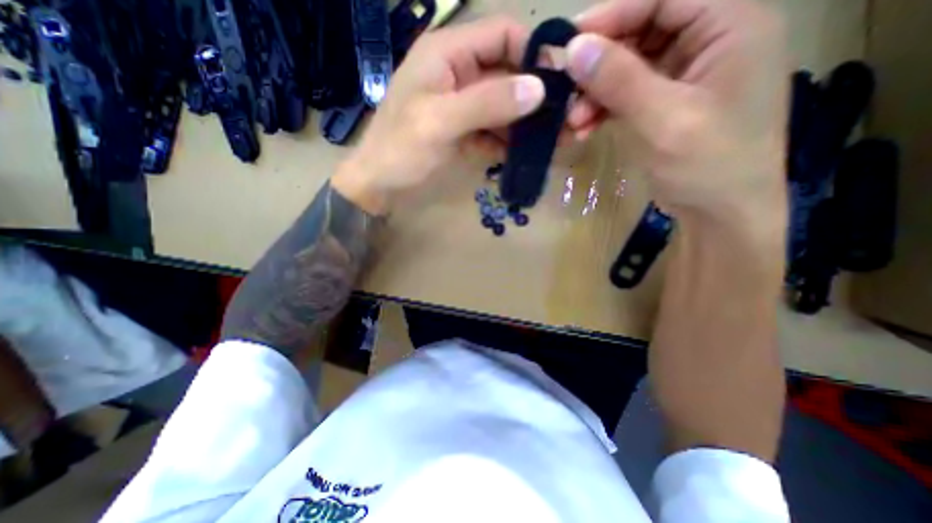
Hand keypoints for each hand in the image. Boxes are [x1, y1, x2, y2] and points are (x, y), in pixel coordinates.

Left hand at [334, 16, 548, 214]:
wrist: (379, 185)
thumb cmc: (400, 151)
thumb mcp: (440, 122)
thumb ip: (487, 102)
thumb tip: (539, 88)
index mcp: (447, 54)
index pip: (502, 35)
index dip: (533, 53)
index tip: (560, 82)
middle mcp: (458, 73)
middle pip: (507, 73)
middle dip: (535, 95)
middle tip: (564, 119)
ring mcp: (462, 105)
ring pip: (503, 105)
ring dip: (525, 123)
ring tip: (552, 141)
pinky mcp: (464, 130)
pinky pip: (493, 129)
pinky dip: (509, 141)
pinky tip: (523, 154)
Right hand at [564, 1, 788, 235]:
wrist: (719, 213)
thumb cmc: (707, 165)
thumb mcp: (663, 120)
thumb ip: (620, 81)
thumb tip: (574, 49)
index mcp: (730, 23)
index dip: (613, 14)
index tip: (568, 45)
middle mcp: (708, 40)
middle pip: (641, 31)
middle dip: (599, 65)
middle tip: (566, 93)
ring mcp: (682, 75)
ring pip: (627, 66)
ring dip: (595, 93)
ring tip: (573, 122)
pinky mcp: (662, 103)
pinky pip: (625, 94)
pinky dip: (601, 110)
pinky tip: (583, 129)